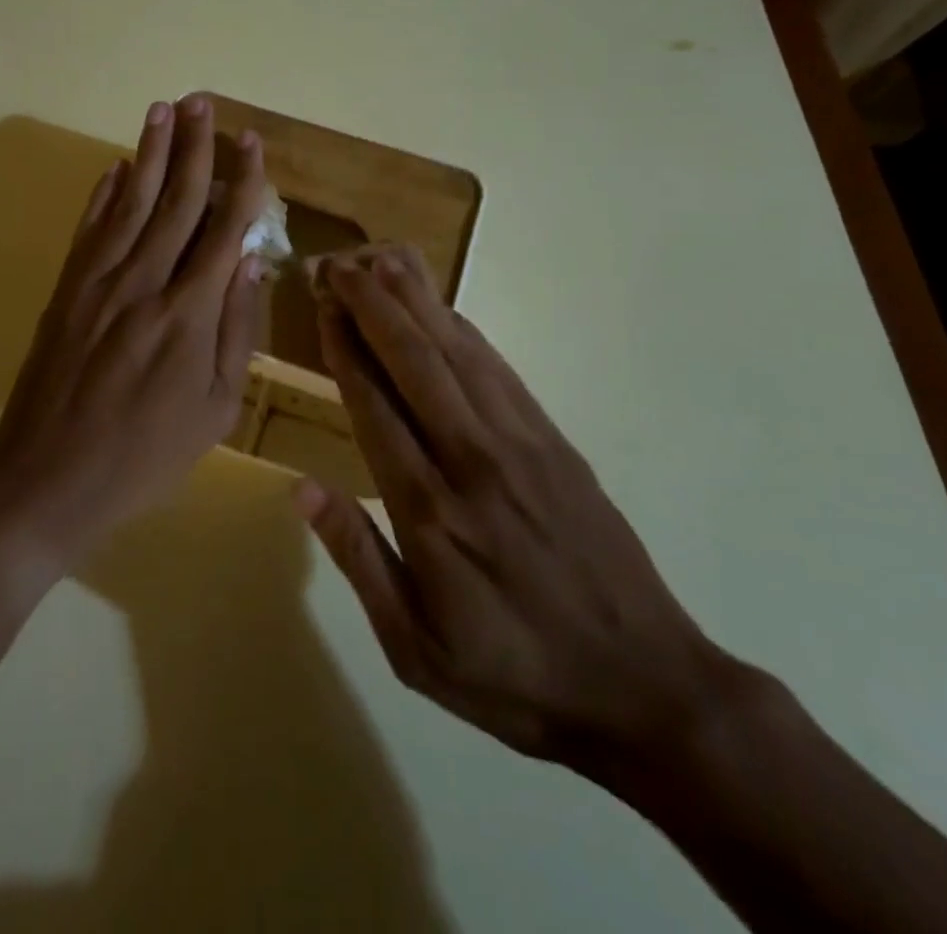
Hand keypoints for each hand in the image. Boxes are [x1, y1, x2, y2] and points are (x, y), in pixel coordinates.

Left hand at [0, 96, 268, 571]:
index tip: (252, 142)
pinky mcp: (64, 291)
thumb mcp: (215, 409)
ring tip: (162, 109)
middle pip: (174, 200)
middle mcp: (143, 282)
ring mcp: (97, 283)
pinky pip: (89, 229)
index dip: (241, 182)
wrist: (48, 481)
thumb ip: (236, 330)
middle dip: (193, 147)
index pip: (222, 229)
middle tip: (202, 101)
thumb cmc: (146, 455)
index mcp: (188, 314)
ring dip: (147, 153)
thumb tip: (248, 260)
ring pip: (129, 202)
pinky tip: (115, 166)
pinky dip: (103, 193)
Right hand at [295, 245, 738, 780]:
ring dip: (418, 302)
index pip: (374, 405)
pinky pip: (500, 371)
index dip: (345, 347)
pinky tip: (446, 309)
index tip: (322, 304)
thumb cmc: (514, 676)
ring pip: (458, 352)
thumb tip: (302, 489)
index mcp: (429, 511)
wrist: (644, 685)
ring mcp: (520, 443)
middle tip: (340, 262)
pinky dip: (466, 332)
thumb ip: (358, 561)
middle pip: (414, 360)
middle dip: (373, 304)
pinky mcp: (555, 442)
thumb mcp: (415, 649)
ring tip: (384, 260)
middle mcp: (471, 459)